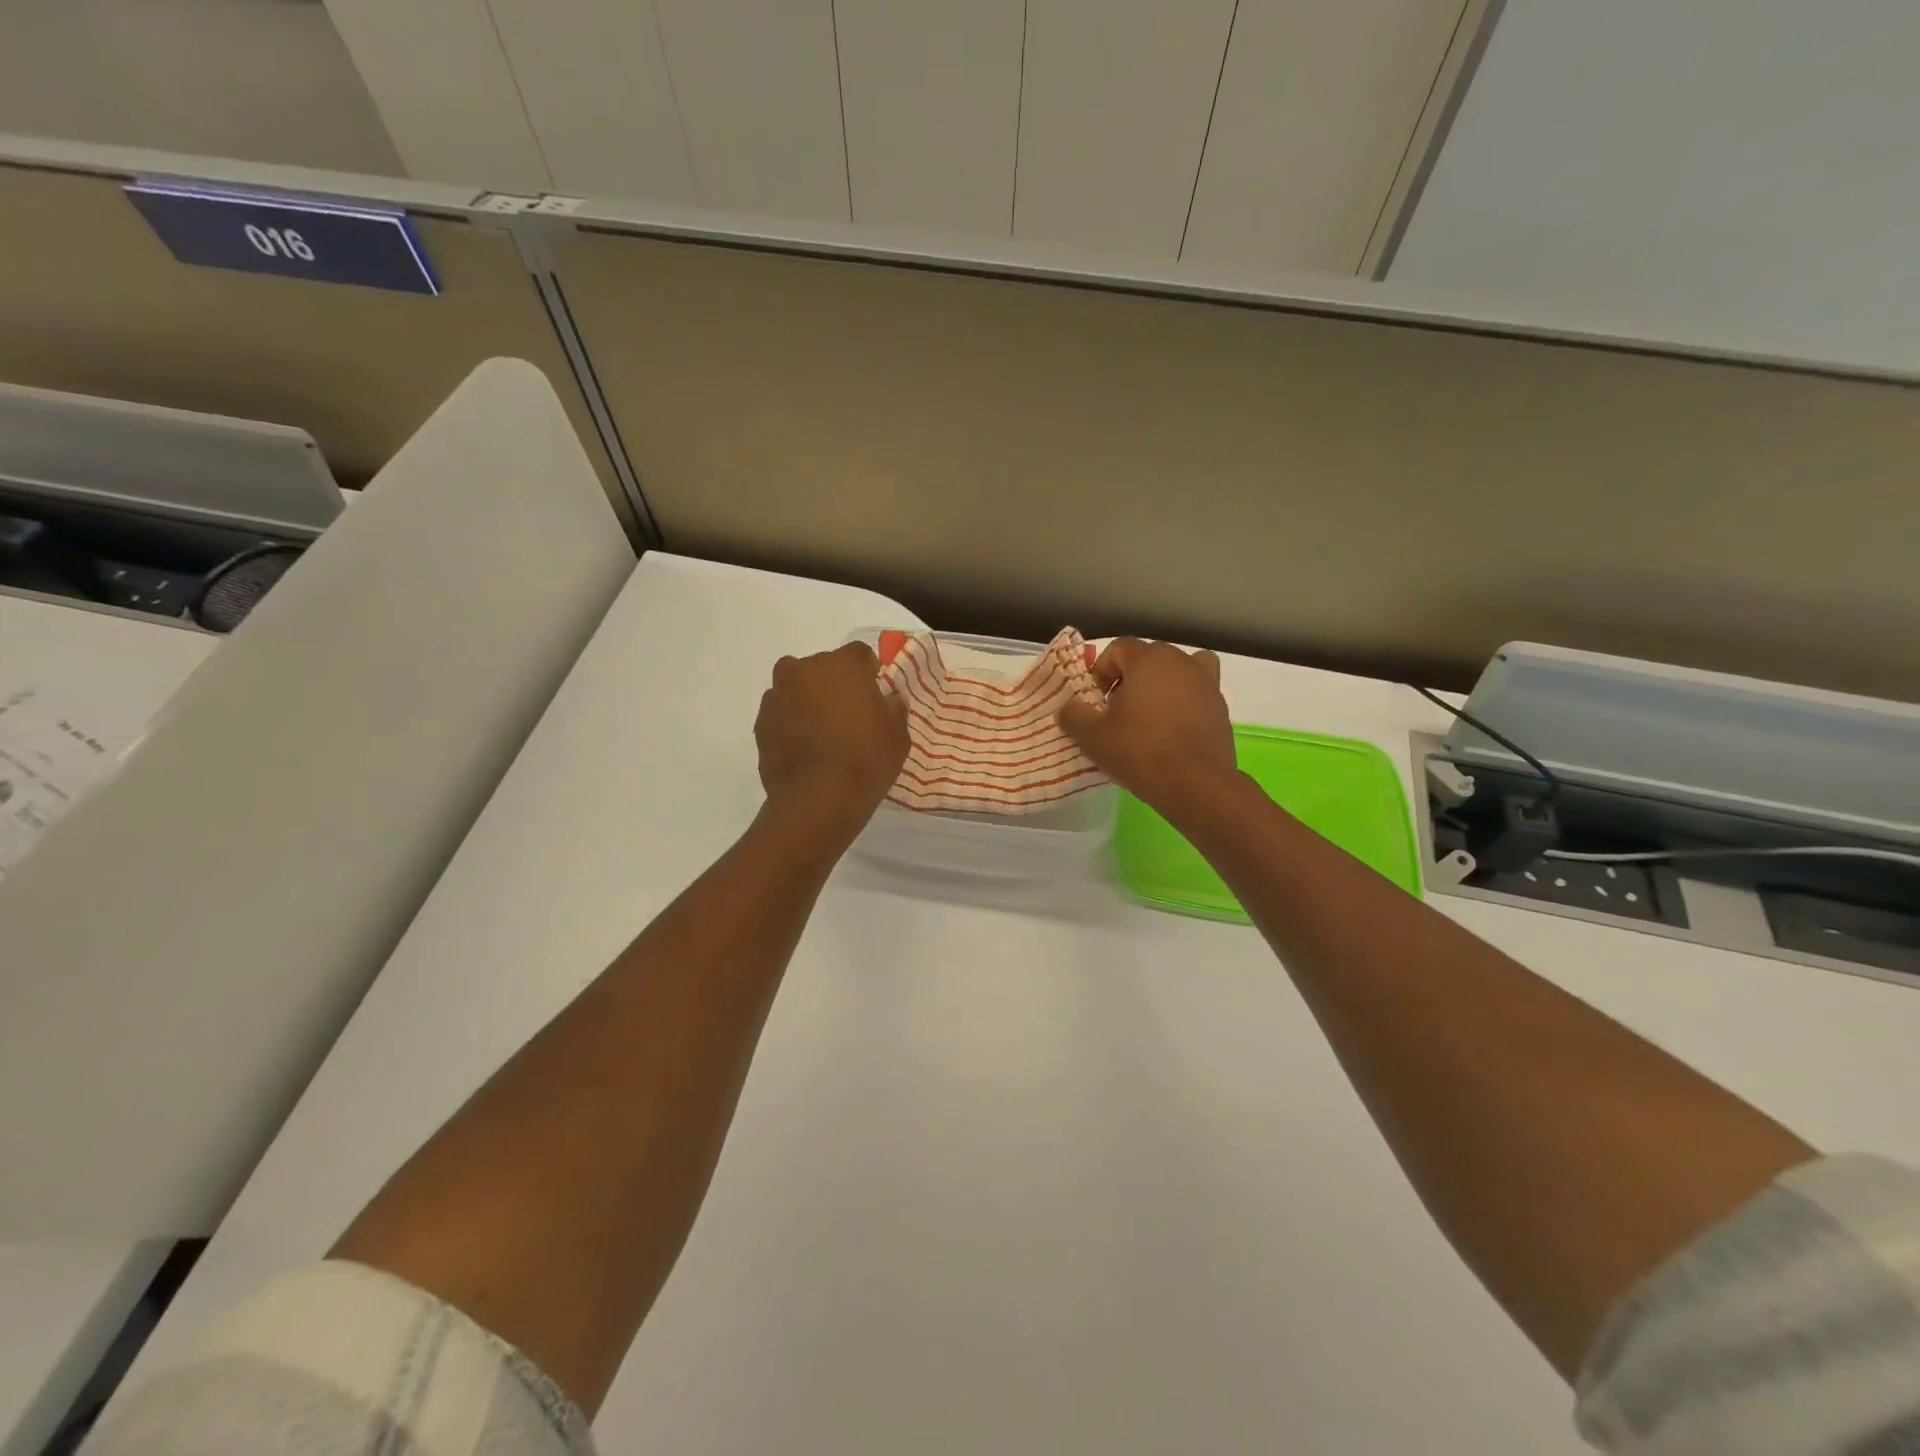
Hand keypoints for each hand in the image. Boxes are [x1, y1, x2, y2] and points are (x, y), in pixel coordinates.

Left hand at [755, 642, 909, 842]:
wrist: (817, 799)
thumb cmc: (866, 760)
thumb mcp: (898, 736)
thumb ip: (894, 710)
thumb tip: (889, 700)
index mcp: (842, 665)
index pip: (859, 654)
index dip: (868, 673)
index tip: (874, 694)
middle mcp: (805, 670)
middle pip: (822, 668)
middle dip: (834, 684)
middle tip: (848, 714)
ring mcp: (777, 695)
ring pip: (796, 688)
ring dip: (808, 700)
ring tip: (822, 733)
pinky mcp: (760, 722)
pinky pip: (781, 713)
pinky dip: (790, 722)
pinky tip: (804, 748)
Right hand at [1058, 637, 1238, 823]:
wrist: (1196, 785)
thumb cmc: (1139, 751)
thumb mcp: (1092, 736)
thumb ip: (1073, 715)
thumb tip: (1068, 709)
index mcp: (1149, 659)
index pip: (1118, 648)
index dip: (1101, 671)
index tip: (1095, 701)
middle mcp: (1181, 662)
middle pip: (1148, 658)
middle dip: (1129, 678)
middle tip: (1117, 710)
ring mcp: (1207, 684)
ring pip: (1178, 673)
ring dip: (1161, 687)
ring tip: (1149, 718)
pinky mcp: (1221, 709)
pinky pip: (1196, 696)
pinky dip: (1184, 705)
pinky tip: (1171, 733)